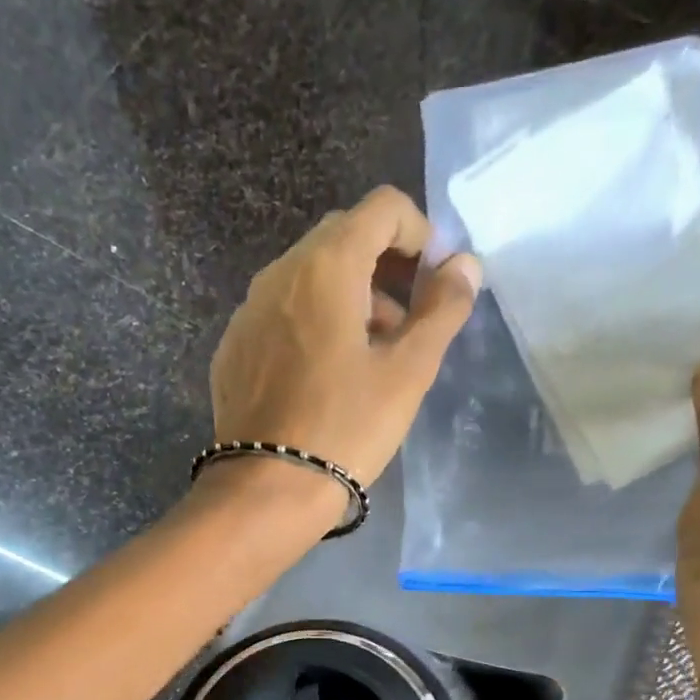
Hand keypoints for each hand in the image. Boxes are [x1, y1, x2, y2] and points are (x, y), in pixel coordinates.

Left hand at [207, 187, 482, 490]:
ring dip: (351, 296)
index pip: (382, 209)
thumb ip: (442, 310)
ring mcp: (248, 311)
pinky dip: (313, 323)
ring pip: (309, 277)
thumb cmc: (347, 429)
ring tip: (372, 354)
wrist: (268, 490)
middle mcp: (279, 273)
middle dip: (386, 267)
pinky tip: (325, 375)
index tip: (435, 282)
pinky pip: (281, 313)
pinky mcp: (233, 348)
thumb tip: (466, 265)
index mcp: (325, 266)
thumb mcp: (408, 373)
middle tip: (409, 321)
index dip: (420, 234)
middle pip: (343, 238)